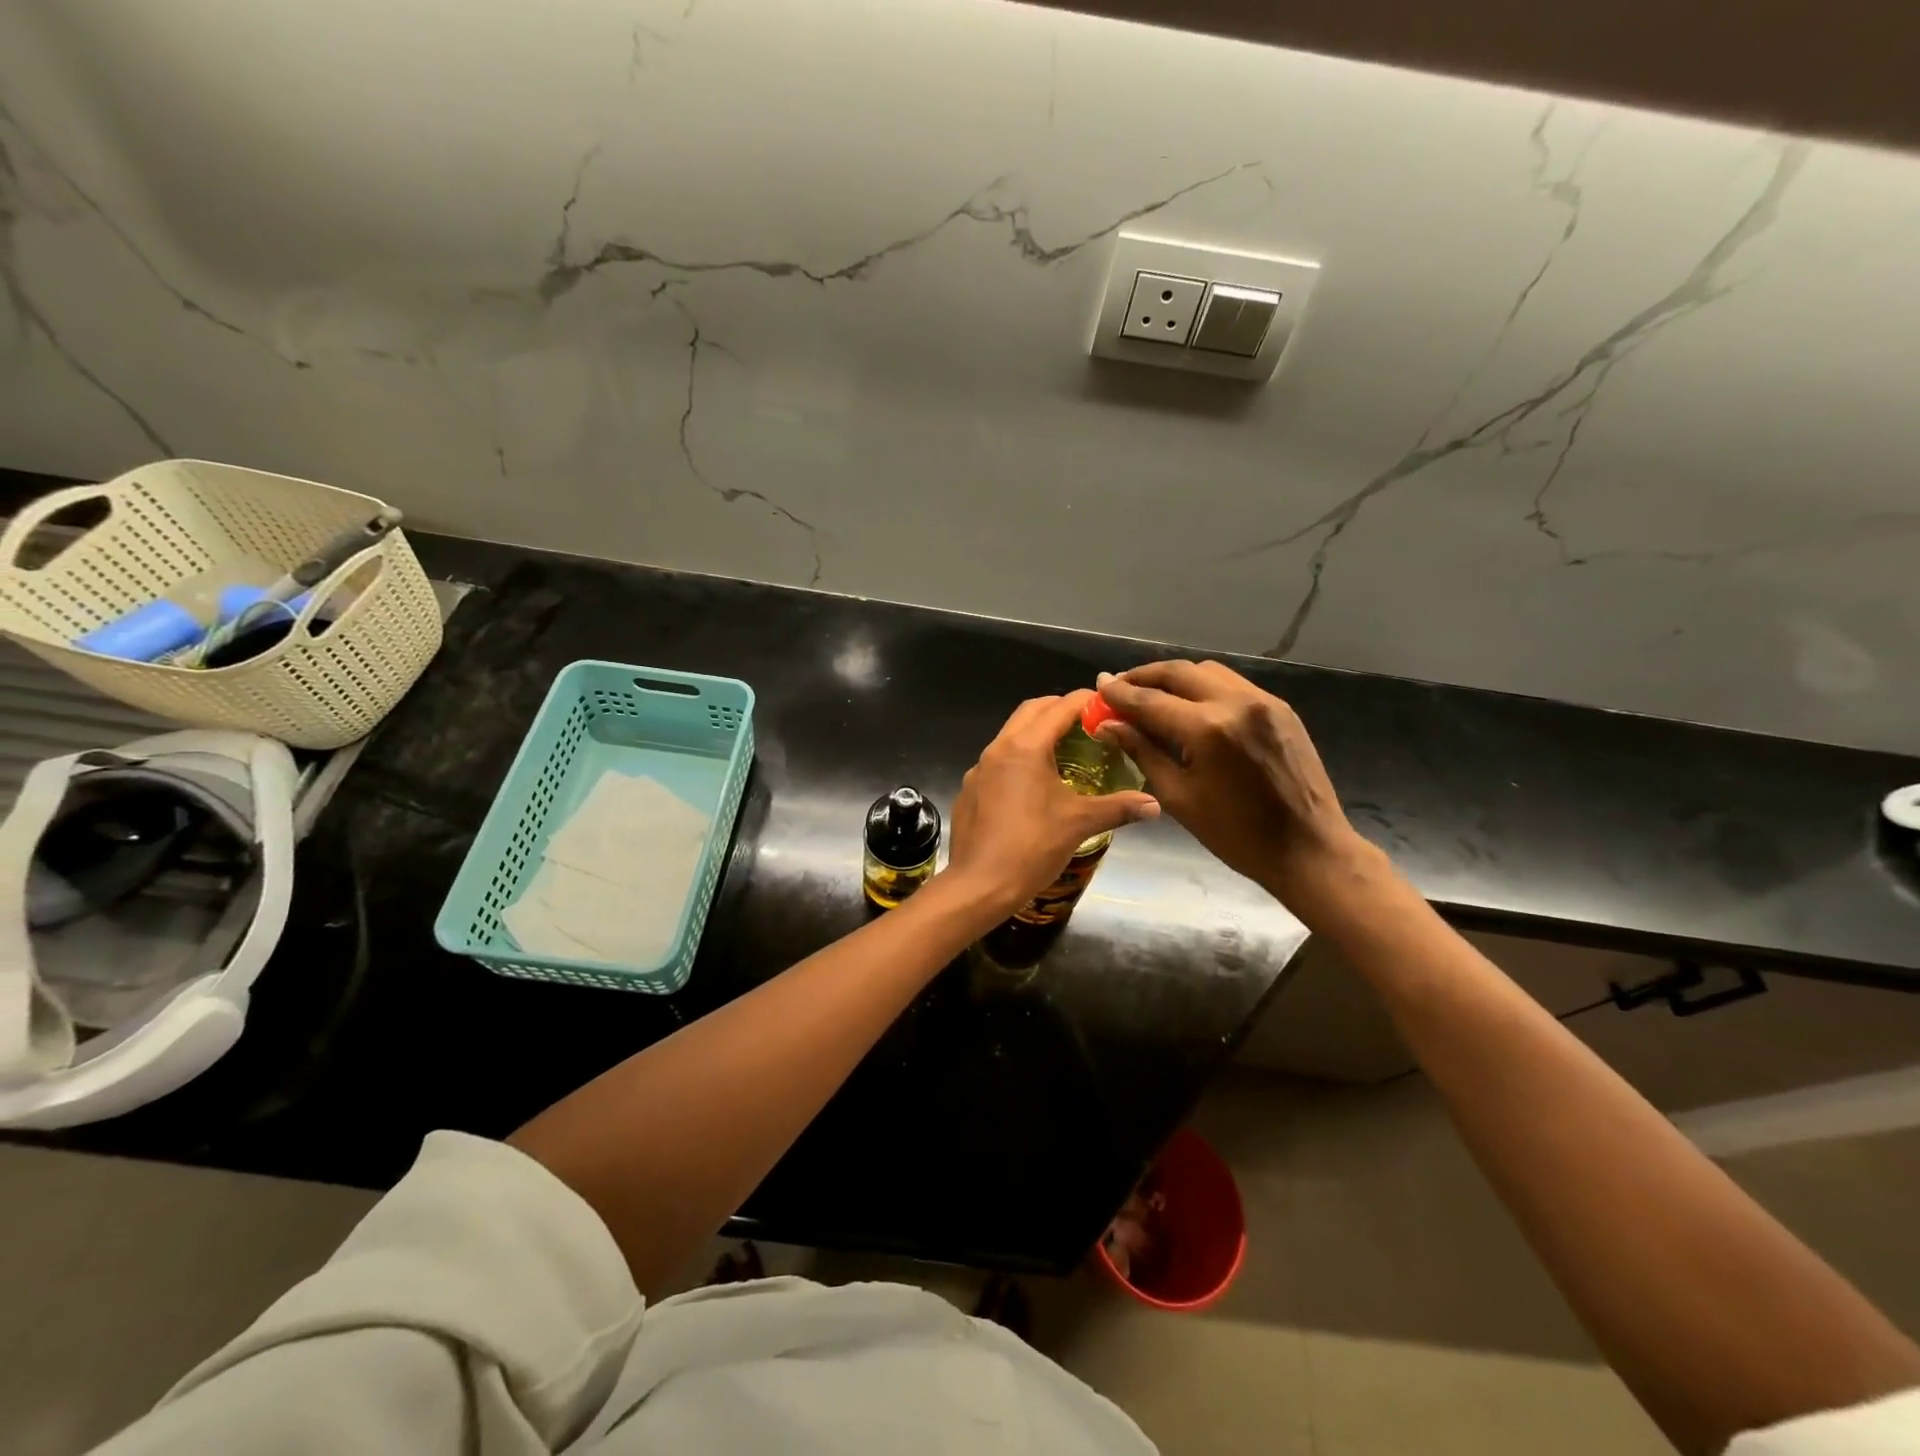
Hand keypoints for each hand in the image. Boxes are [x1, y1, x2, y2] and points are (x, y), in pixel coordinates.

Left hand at [944, 690, 1158, 916]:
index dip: (1087, 702)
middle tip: (1089, 723)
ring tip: (1066, 751)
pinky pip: (998, 760)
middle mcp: (998, 748)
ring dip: (1038, 732)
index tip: (1109, 706)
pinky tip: (1034, 785)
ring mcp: (979, 768)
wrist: (979, 884)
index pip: (1060, 707)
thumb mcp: (1079, 824)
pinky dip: (1020, 758)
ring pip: (1011, 734)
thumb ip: (1118, 808)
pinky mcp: (970, 788)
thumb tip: (1155, 805)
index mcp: (1025, 747)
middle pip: (1031, 711)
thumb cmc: (1031, 848)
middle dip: (1060, 709)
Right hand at [1093, 661, 1367, 907]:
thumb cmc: (1236, 835)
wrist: (1308, 849)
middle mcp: (1237, 702)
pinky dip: (1204, 687)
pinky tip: (1190, 706)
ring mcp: (1264, 701)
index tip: (1098, 687)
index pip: (1151, 700)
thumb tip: (1108, 726)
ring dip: (1175, 678)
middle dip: (1144, 676)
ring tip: (1152, 694)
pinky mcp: (1281, 708)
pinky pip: (1232, 684)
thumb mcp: (1178, 796)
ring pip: (1208, 671)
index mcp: (1208, 729)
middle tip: (1119, 686)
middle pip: (1179, 672)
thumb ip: (1142, 752)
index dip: (1120, 694)